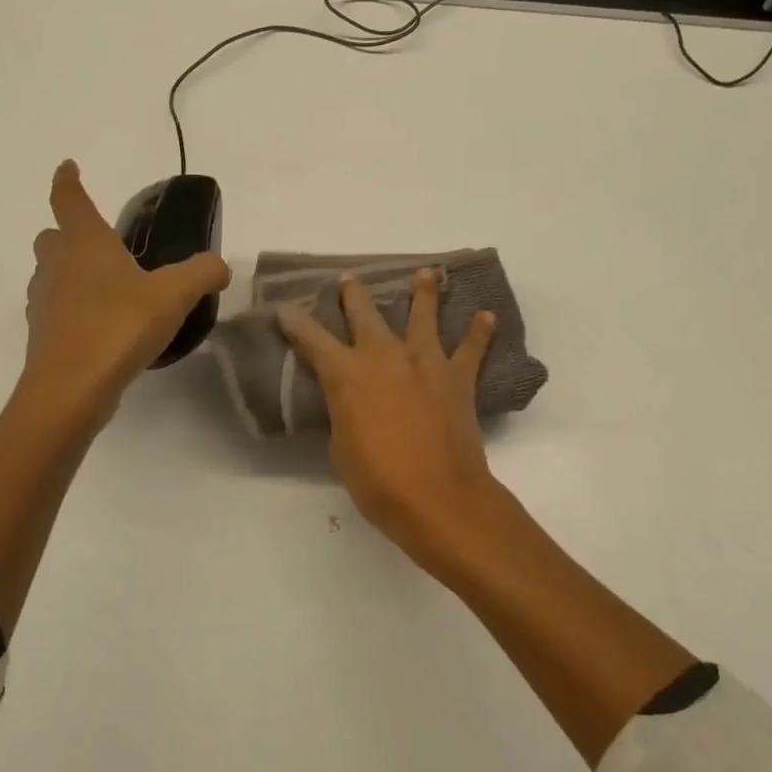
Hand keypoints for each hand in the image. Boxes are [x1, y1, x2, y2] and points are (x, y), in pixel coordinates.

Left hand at [22, 161, 229, 421]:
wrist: (71, 388)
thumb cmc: (118, 326)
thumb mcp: (174, 295)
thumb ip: (202, 273)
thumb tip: (219, 265)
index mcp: (86, 245)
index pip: (70, 200)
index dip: (68, 181)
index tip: (68, 167)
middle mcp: (58, 267)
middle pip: (52, 238)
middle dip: (68, 234)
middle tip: (99, 244)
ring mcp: (44, 303)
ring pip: (50, 276)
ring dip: (70, 274)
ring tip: (107, 289)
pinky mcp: (44, 337)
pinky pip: (57, 311)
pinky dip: (73, 310)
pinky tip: (102, 327)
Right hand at [279, 269, 500, 552]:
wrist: (437, 497)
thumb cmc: (378, 481)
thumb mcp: (341, 449)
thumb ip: (344, 414)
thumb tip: (351, 403)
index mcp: (346, 375)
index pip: (312, 339)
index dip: (295, 322)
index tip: (285, 308)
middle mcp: (384, 357)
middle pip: (365, 313)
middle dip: (353, 295)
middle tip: (348, 280)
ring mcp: (425, 362)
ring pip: (423, 316)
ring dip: (422, 293)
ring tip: (424, 274)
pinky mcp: (458, 378)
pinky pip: (471, 348)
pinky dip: (479, 332)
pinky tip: (486, 316)